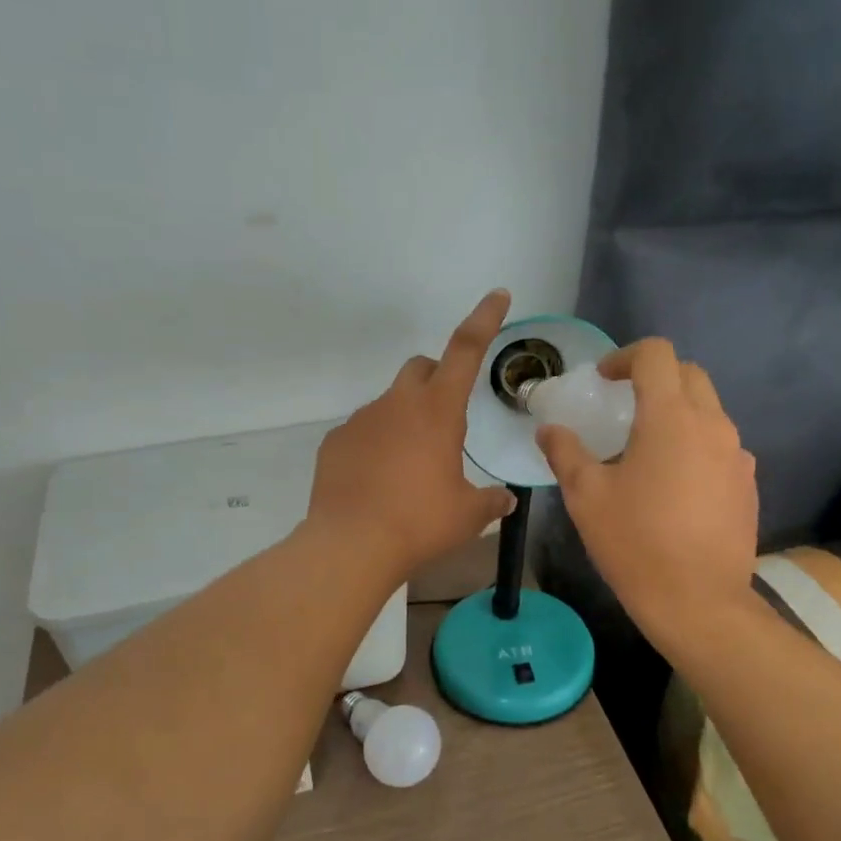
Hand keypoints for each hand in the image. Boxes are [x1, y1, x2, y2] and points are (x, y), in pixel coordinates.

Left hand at [306, 290, 516, 581]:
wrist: (351, 545)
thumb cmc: (420, 523)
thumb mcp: (467, 515)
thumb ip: (490, 501)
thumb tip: (505, 500)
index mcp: (437, 411)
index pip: (465, 350)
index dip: (484, 319)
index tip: (497, 295)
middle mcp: (397, 404)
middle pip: (421, 369)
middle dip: (437, 380)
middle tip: (446, 418)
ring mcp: (360, 420)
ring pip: (390, 404)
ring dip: (406, 420)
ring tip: (410, 468)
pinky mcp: (335, 442)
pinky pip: (363, 432)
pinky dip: (376, 445)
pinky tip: (378, 482)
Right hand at [536, 339, 757, 642]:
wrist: (698, 601)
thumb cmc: (634, 542)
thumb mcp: (586, 496)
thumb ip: (565, 453)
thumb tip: (549, 430)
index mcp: (670, 417)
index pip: (656, 355)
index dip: (625, 357)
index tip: (604, 380)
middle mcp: (713, 425)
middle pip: (689, 375)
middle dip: (655, 378)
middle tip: (623, 405)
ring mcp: (737, 456)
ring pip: (708, 412)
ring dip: (677, 414)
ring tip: (646, 451)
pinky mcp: (748, 485)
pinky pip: (721, 448)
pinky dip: (695, 447)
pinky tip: (674, 487)